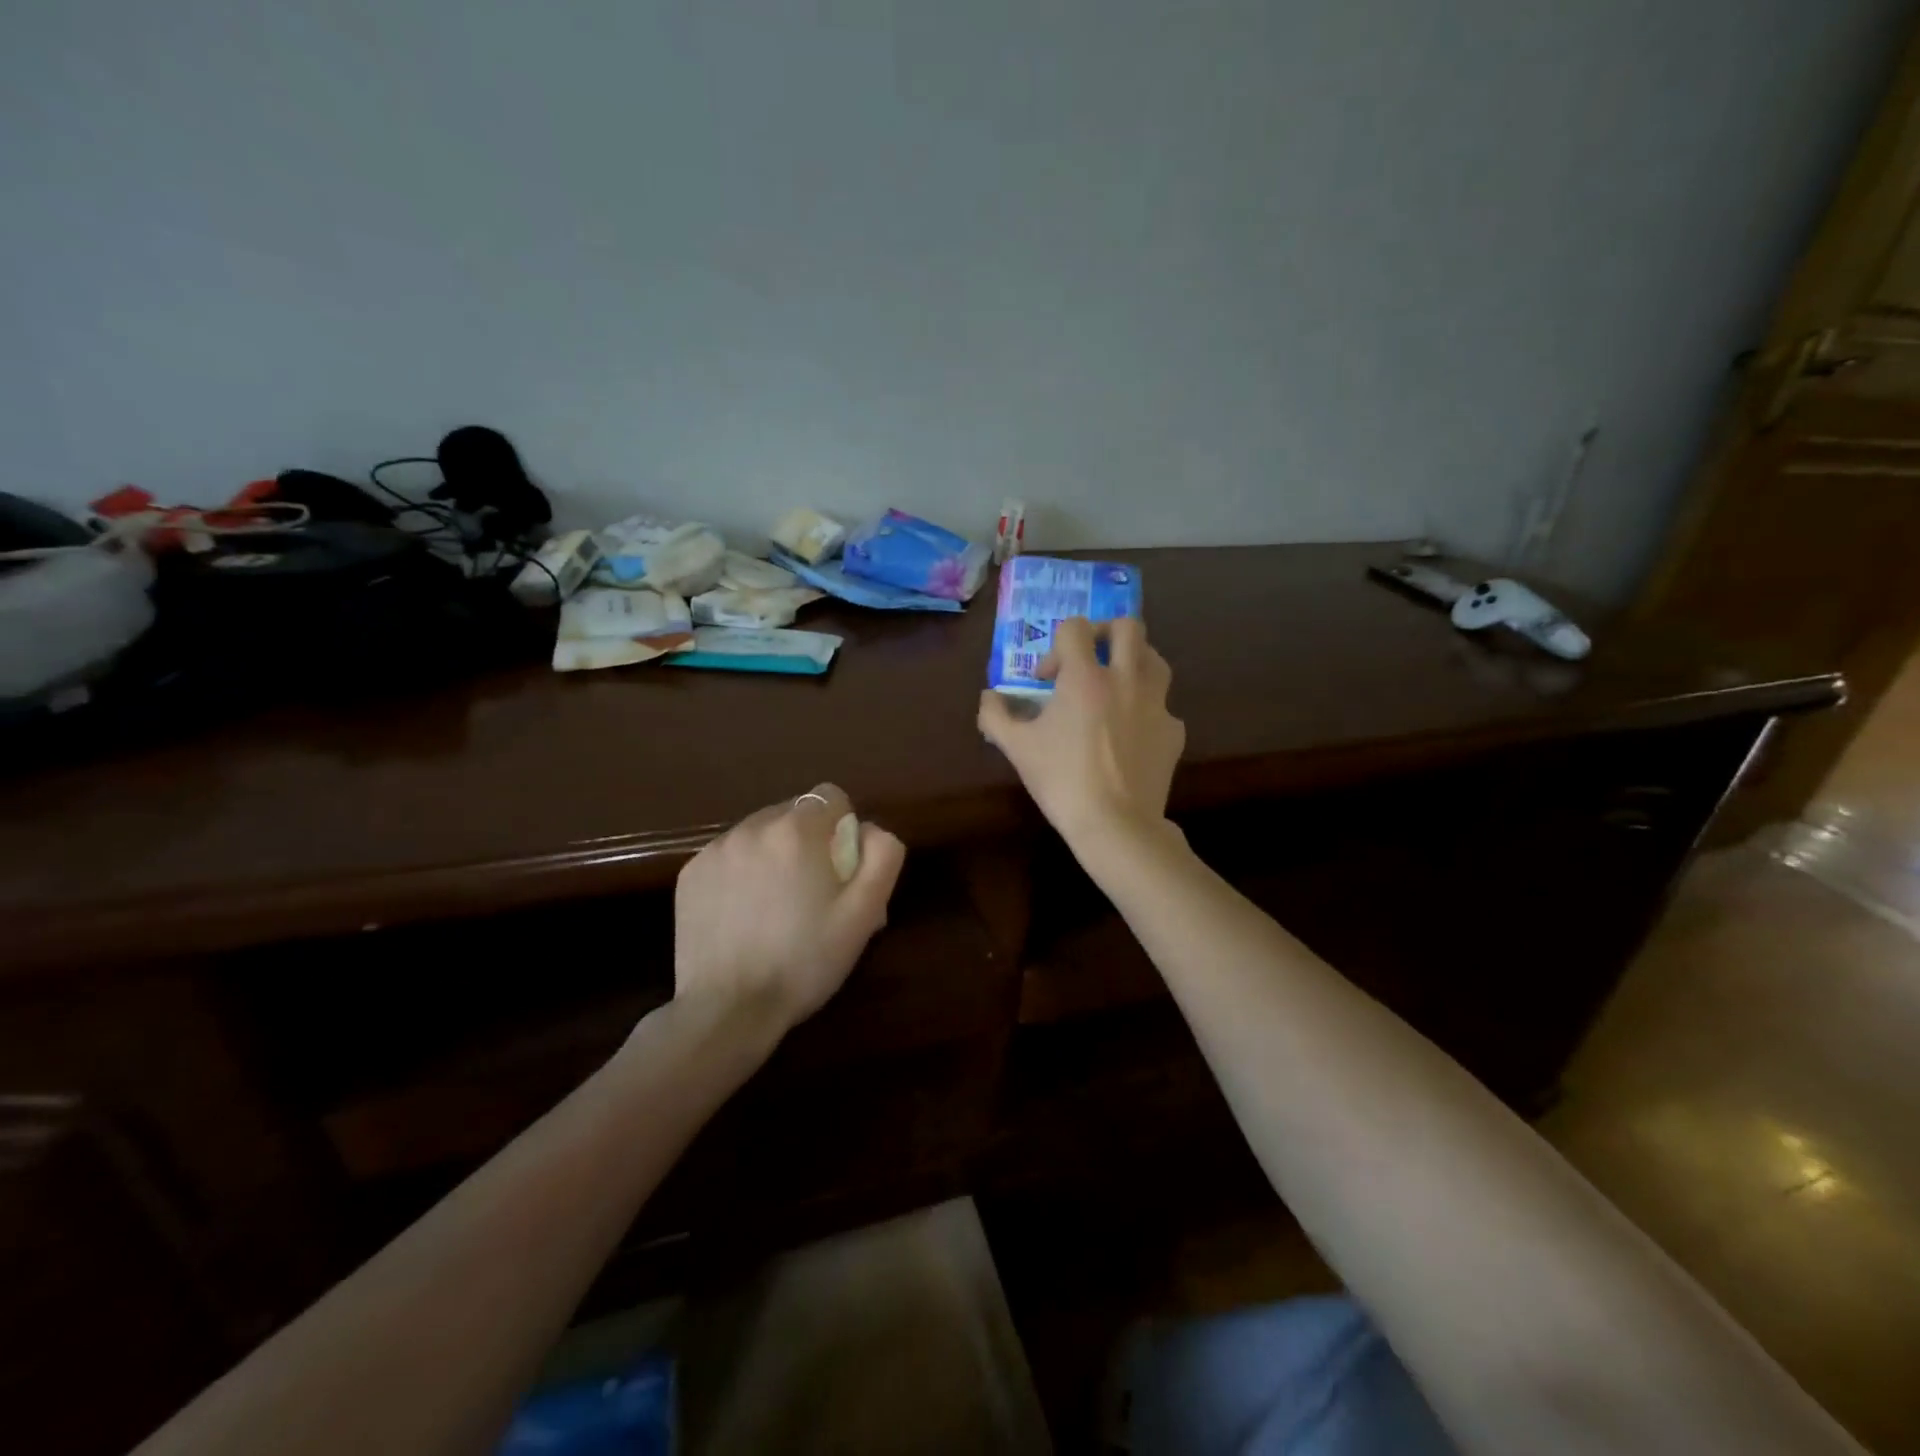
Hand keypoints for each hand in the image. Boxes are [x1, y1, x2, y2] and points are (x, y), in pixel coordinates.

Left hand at [673, 784, 905, 1033]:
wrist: (729, 1010)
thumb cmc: (805, 961)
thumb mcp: (864, 913)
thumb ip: (882, 855)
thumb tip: (869, 829)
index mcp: (797, 831)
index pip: (831, 797)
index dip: (844, 829)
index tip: (841, 870)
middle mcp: (752, 827)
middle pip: (794, 813)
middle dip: (808, 841)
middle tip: (812, 893)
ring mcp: (715, 849)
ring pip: (760, 833)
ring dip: (774, 854)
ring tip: (775, 906)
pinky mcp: (689, 874)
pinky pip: (729, 855)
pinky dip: (742, 872)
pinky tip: (744, 914)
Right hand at [977, 617, 1185, 847]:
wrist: (1115, 824)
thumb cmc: (1062, 780)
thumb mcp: (1016, 748)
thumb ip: (996, 715)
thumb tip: (988, 697)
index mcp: (1085, 677)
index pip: (1075, 628)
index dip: (1056, 646)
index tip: (1047, 679)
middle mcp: (1126, 679)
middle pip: (1128, 627)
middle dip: (1105, 635)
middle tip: (1089, 661)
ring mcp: (1156, 704)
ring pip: (1155, 659)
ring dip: (1133, 662)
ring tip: (1115, 687)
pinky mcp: (1174, 731)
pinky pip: (1162, 706)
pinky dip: (1146, 710)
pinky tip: (1130, 734)